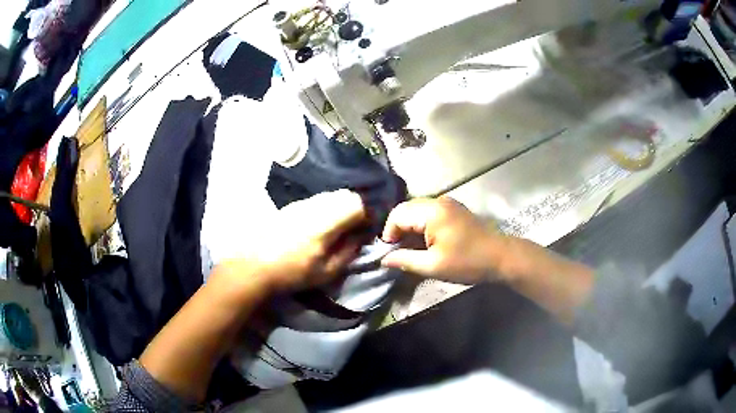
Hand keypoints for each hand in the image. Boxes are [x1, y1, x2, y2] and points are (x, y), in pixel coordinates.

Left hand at [213, 190, 366, 295]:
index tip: (367, 229)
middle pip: (345, 195)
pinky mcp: (291, 205)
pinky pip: (317, 200)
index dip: (367, 214)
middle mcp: (315, 205)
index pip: (357, 204)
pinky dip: (326, 208)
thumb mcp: (327, 271)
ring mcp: (301, 203)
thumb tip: (361, 237)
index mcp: (326, 222)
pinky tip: (318, 226)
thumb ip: (349, 251)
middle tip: (354, 228)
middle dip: (356, 208)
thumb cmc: (292, 272)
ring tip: (337, 227)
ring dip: (340, 207)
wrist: (254, 265)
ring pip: (330, 195)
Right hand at [381, 197, 507, 283]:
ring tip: (410, 250)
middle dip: (398, 230)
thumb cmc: (468, 262)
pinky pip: (429, 213)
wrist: (501, 257)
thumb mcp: (434, 266)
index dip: (388, 233)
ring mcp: (448, 204)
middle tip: (397, 252)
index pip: (397, 215)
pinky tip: (424, 243)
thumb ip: (406, 260)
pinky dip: (421, 226)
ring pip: (417, 211)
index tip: (389, 253)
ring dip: (409, 228)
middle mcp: (438, 201)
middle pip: (406, 209)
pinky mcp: (454, 210)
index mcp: (432, 211)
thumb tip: (383, 260)